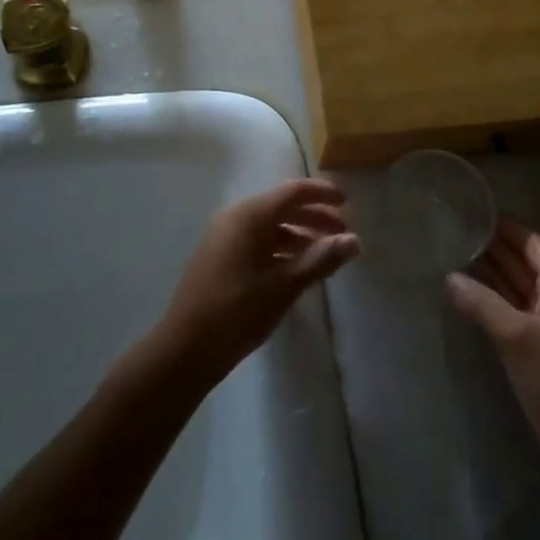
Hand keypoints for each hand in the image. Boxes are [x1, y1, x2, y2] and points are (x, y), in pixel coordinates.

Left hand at [155, 179, 359, 388]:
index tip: (348, 201)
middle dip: (314, 217)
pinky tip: (296, 269)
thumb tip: (354, 240)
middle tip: (343, 233)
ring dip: (299, 235)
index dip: (322, 193)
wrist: (185, 348)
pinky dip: (280, 248)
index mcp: (250, 215)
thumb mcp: (284, 286)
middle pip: (282, 206)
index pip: (293, 191)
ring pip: (270, 226)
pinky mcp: (219, 256)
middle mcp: (235, 217)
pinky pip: (257, 241)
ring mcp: (224, 237)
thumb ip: (320, 260)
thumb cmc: (237, 311)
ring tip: (324, 255)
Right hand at [447, 217, 539, 490]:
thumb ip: (482, 304)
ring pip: (510, 288)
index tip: (470, 209)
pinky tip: (459, 296)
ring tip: (446, 255)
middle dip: (488, 247)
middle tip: (449, 229)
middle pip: (518, 262)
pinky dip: (484, 302)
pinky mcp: (531, 351)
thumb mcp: (519, 337)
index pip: (530, 242)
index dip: (503, 225)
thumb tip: (448, 276)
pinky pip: (504, 314)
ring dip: (483, 274)